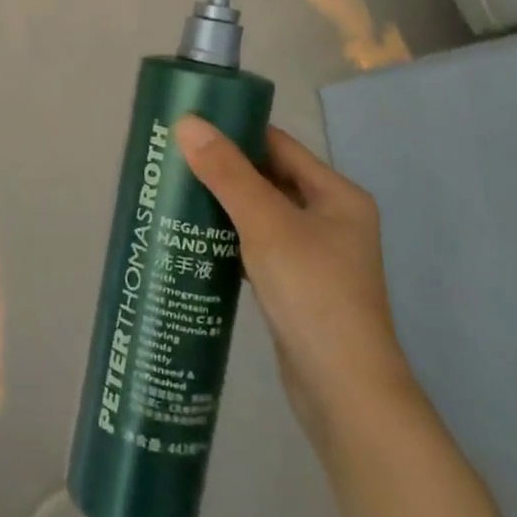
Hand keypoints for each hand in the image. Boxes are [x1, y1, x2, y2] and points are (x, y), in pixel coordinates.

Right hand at [175, 117, 417, 442]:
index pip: (277, 145)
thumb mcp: (266, 224)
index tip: (188, 125)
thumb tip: (186, 122)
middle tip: (171, 158)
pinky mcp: (296, 285)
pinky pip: (256, 244)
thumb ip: (226, 173)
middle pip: (268, 177)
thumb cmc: (313, 294)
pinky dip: (228, 236)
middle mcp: (330, 219)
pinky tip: (194, 235)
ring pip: (259, 213)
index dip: (234, 130)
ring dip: (222, 202)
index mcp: (337, 196)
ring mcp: (314, 255)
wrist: (344, 393)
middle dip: (222, 167)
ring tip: (174, 191)